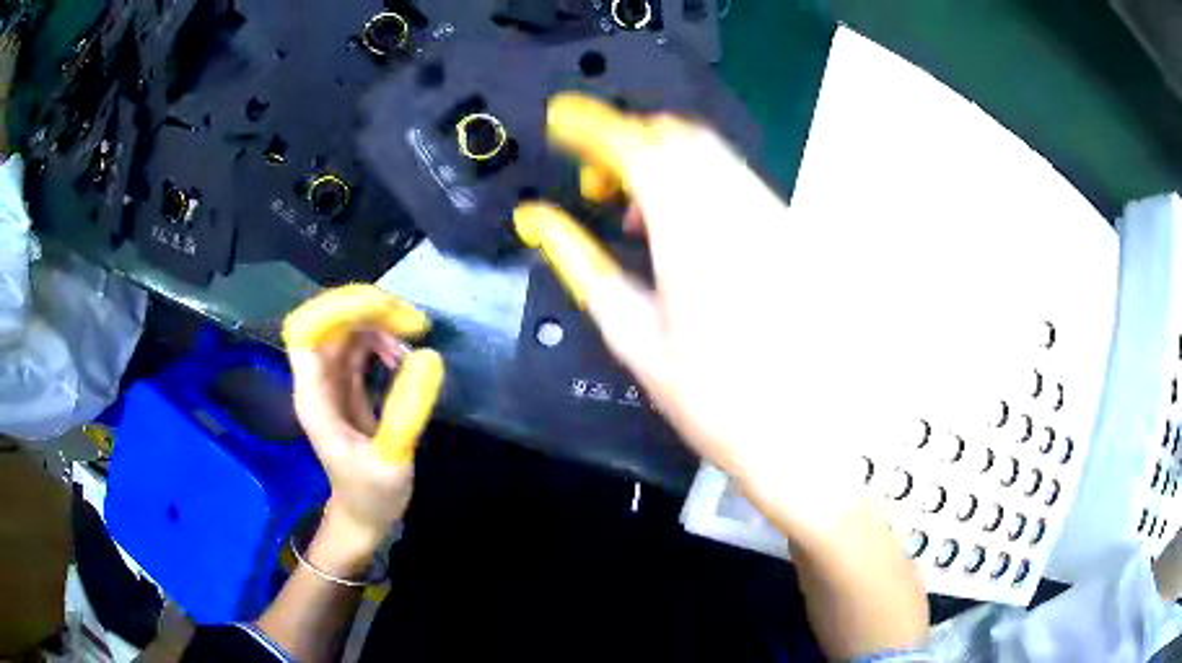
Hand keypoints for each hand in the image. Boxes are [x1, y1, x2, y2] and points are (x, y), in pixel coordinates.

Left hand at [284, 285, 443, 568]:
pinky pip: (359, 345)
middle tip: (414, 324)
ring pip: (347, 329)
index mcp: (314, 397)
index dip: (338, 309)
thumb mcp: (392, 459)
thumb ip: (406, 411)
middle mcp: (318, 381)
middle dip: (370, 310)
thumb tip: (429, 357)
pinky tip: (404, 356)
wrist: (364, 515)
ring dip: (379, 323)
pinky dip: (382, 339)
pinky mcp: (347, 385)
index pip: (308, 331)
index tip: (383, 309)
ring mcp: (331, 381)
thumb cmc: (372, 494)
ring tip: (413, 342)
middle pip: (331, 322)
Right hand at [514, 94, 867, 542]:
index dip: (591, 124)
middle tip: (597, 187)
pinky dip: (695, 182)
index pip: (635, 145)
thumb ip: (580, 264)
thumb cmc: (712, 399)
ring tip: (635, 219)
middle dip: (626, 140)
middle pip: (676, 134)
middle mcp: (738, 206)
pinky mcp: (789, 229)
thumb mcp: (632, 335)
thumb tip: (536, 220)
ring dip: (661, 162)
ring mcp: (771, 214)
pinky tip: (683, 232)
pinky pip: (734, 178)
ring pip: (708, 152)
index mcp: (691, 230)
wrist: (803, 432)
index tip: (559, 122)